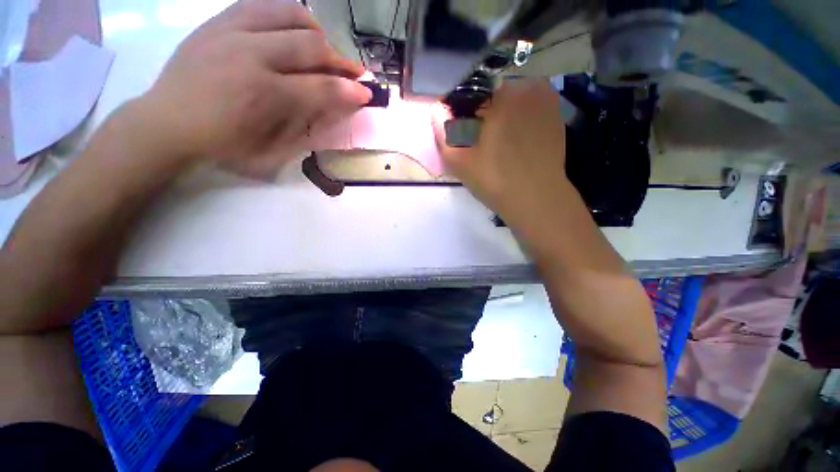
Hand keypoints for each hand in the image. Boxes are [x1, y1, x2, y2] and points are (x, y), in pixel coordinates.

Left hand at [135, 0, 371, 174]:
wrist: (167, 122)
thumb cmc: (223, 145)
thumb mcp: (271, 149)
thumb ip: (306, 125)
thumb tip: (333, 107)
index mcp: (264, 95)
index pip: (321, 88)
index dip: (349, 91)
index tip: (367, 92)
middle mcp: (250, 55)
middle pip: (311, 46)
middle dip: (340, 60)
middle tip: (353, 71)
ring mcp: (231, 31)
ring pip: (289, 14)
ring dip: (316, 32)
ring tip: (324, 48)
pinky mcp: (218, 21)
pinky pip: (261, 4)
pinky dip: (286, 15)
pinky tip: (293, 30)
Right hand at [433, 79, 570, 240]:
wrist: (536, 199)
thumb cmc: (495, 181)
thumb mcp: (459, 162)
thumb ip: (442, 132)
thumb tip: (436, 108)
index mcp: (501, 95)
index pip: (472, 89)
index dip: (463, 109)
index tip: (462, 129)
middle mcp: (527, 87)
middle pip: (494, 92)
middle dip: (483, 111)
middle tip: (481, 139)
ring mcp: (546, 97)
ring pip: (513, 97)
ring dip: (502, 112)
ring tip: (500, 142)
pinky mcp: (556, 112)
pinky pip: (529, 106)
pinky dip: (520, 116)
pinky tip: (517, 139)